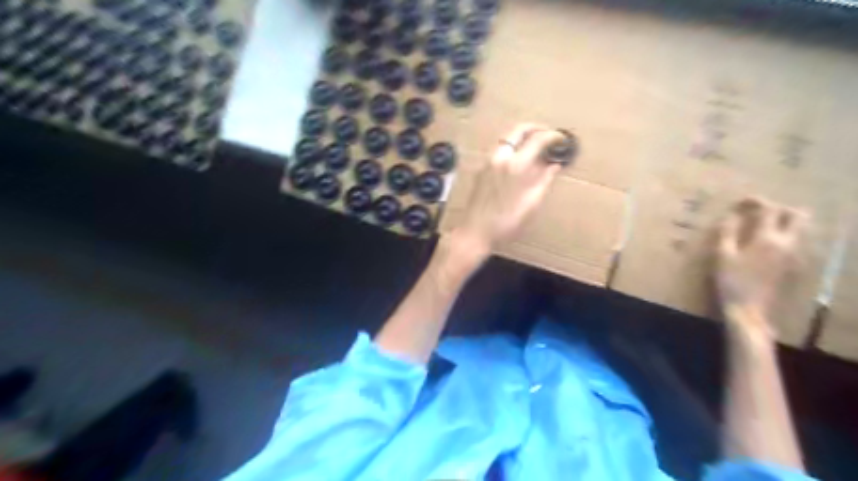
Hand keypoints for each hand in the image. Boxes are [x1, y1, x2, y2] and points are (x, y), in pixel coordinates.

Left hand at [451, 125, 567, 256]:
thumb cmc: (506, 222)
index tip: (561, 138)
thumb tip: (554, 165)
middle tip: (548, 134)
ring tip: (536, 146)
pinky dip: (513, 147)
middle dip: (536, 128)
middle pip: (518, 130)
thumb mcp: (531, 204)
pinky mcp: (481, 169)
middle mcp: (500, 157)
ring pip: (507, 139)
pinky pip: (500, 150)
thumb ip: (544, 181)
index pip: (537, 139)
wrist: (475, 231)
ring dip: (523, 137)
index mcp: (515, 165)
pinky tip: (520, 160)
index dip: (552, 136)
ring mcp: (488, 161)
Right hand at [715, 198, 808, 336]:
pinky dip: (786, 235)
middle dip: (781, 208)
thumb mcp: (723, 256)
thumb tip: (731, 216)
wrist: (749, 309)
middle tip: (761, 210)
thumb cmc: (732, 281)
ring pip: (800, 229)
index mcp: (767, 239)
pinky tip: (768, 242)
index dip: (757, 201)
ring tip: (764, 224)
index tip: (742, 202)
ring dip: (786, 221)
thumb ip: (727, 233)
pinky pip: (796, 242)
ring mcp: (793, 255)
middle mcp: (786, 243)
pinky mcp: (792, 265)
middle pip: (797, 216)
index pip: (770, 210)